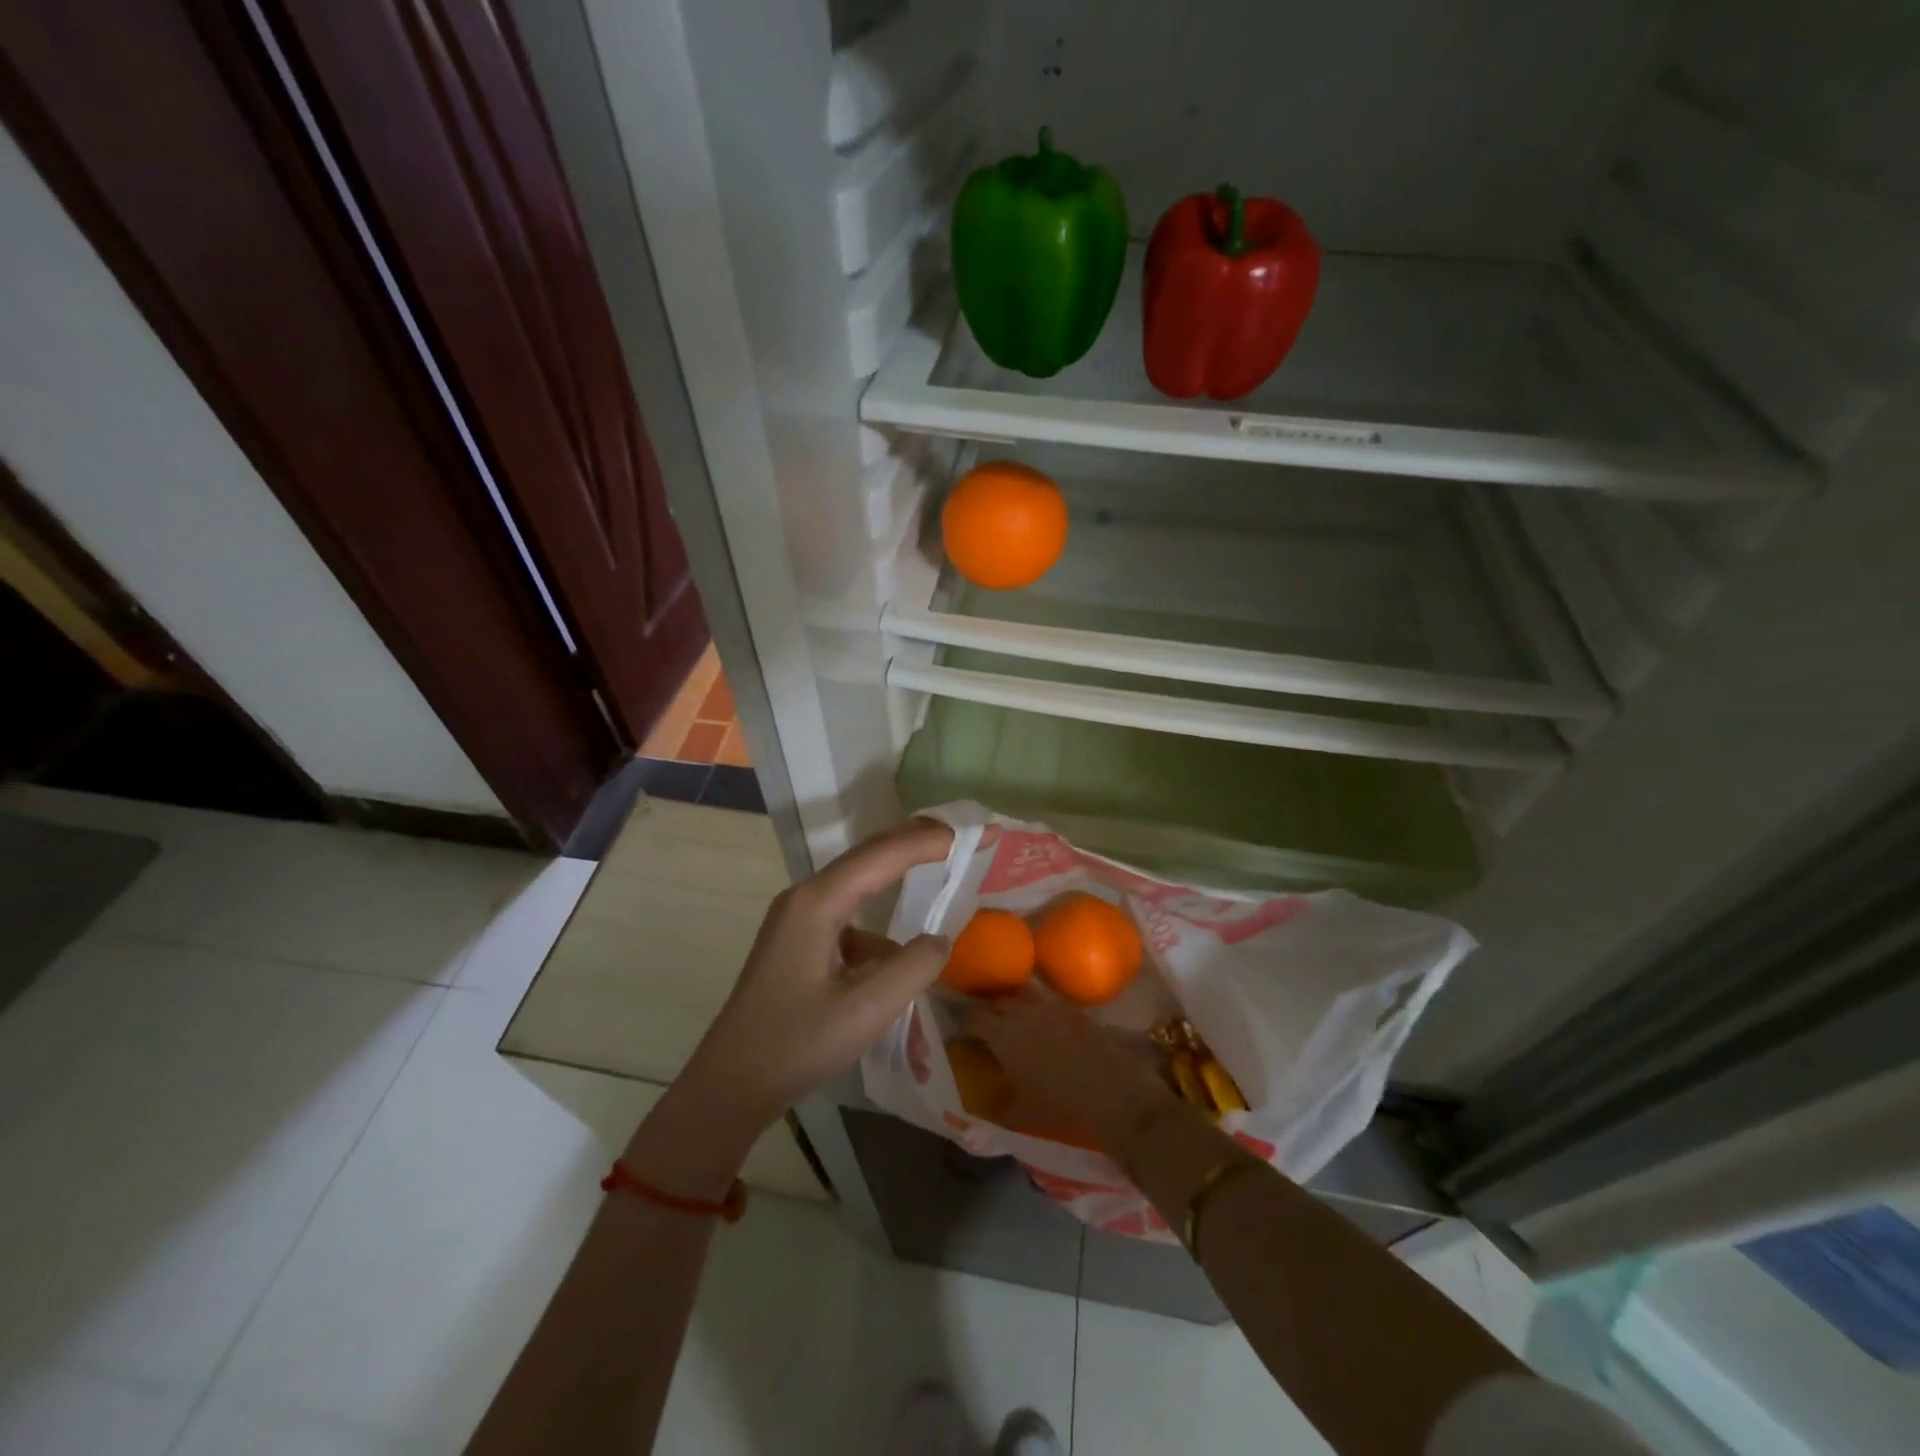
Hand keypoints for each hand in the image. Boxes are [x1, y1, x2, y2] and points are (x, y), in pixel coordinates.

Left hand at [624, 818, 953, 1194]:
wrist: (729, 1086)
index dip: (926, 841)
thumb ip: (913, 967)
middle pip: (867, 860)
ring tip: (932, 913)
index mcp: (817, 903)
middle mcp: (805, 900)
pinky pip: (849, 929)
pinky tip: (895, 976)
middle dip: (911, 846)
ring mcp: (797, 922)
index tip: (967, 833)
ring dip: (895, 899)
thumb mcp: (866, 1009)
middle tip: (956, 839)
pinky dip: (878, 944)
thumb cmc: (795, 1044)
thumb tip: (940, 940)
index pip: (880, 855)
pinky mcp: (798, 946)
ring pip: (858, 896)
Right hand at [970, 991, 1176, 1152]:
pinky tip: (1045, 1030)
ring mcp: (1052, 1007)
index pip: (971, 1017)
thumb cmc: (1061, 1106)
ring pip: (1023, 998)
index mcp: (1002, 1034)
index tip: (957, 1030)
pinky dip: (1041, 1013)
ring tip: (1013, 1024)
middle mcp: (1023, 1012)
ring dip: (1015, 1007)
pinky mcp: (1076, 1011)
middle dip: (988, 1010)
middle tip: (984, 1027)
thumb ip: (998, 1104)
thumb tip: (984, 1103)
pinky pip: (1049, 1005)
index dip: (962, 1021)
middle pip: (997, 1001)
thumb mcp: (1021, 1113)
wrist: (1116, 1094)